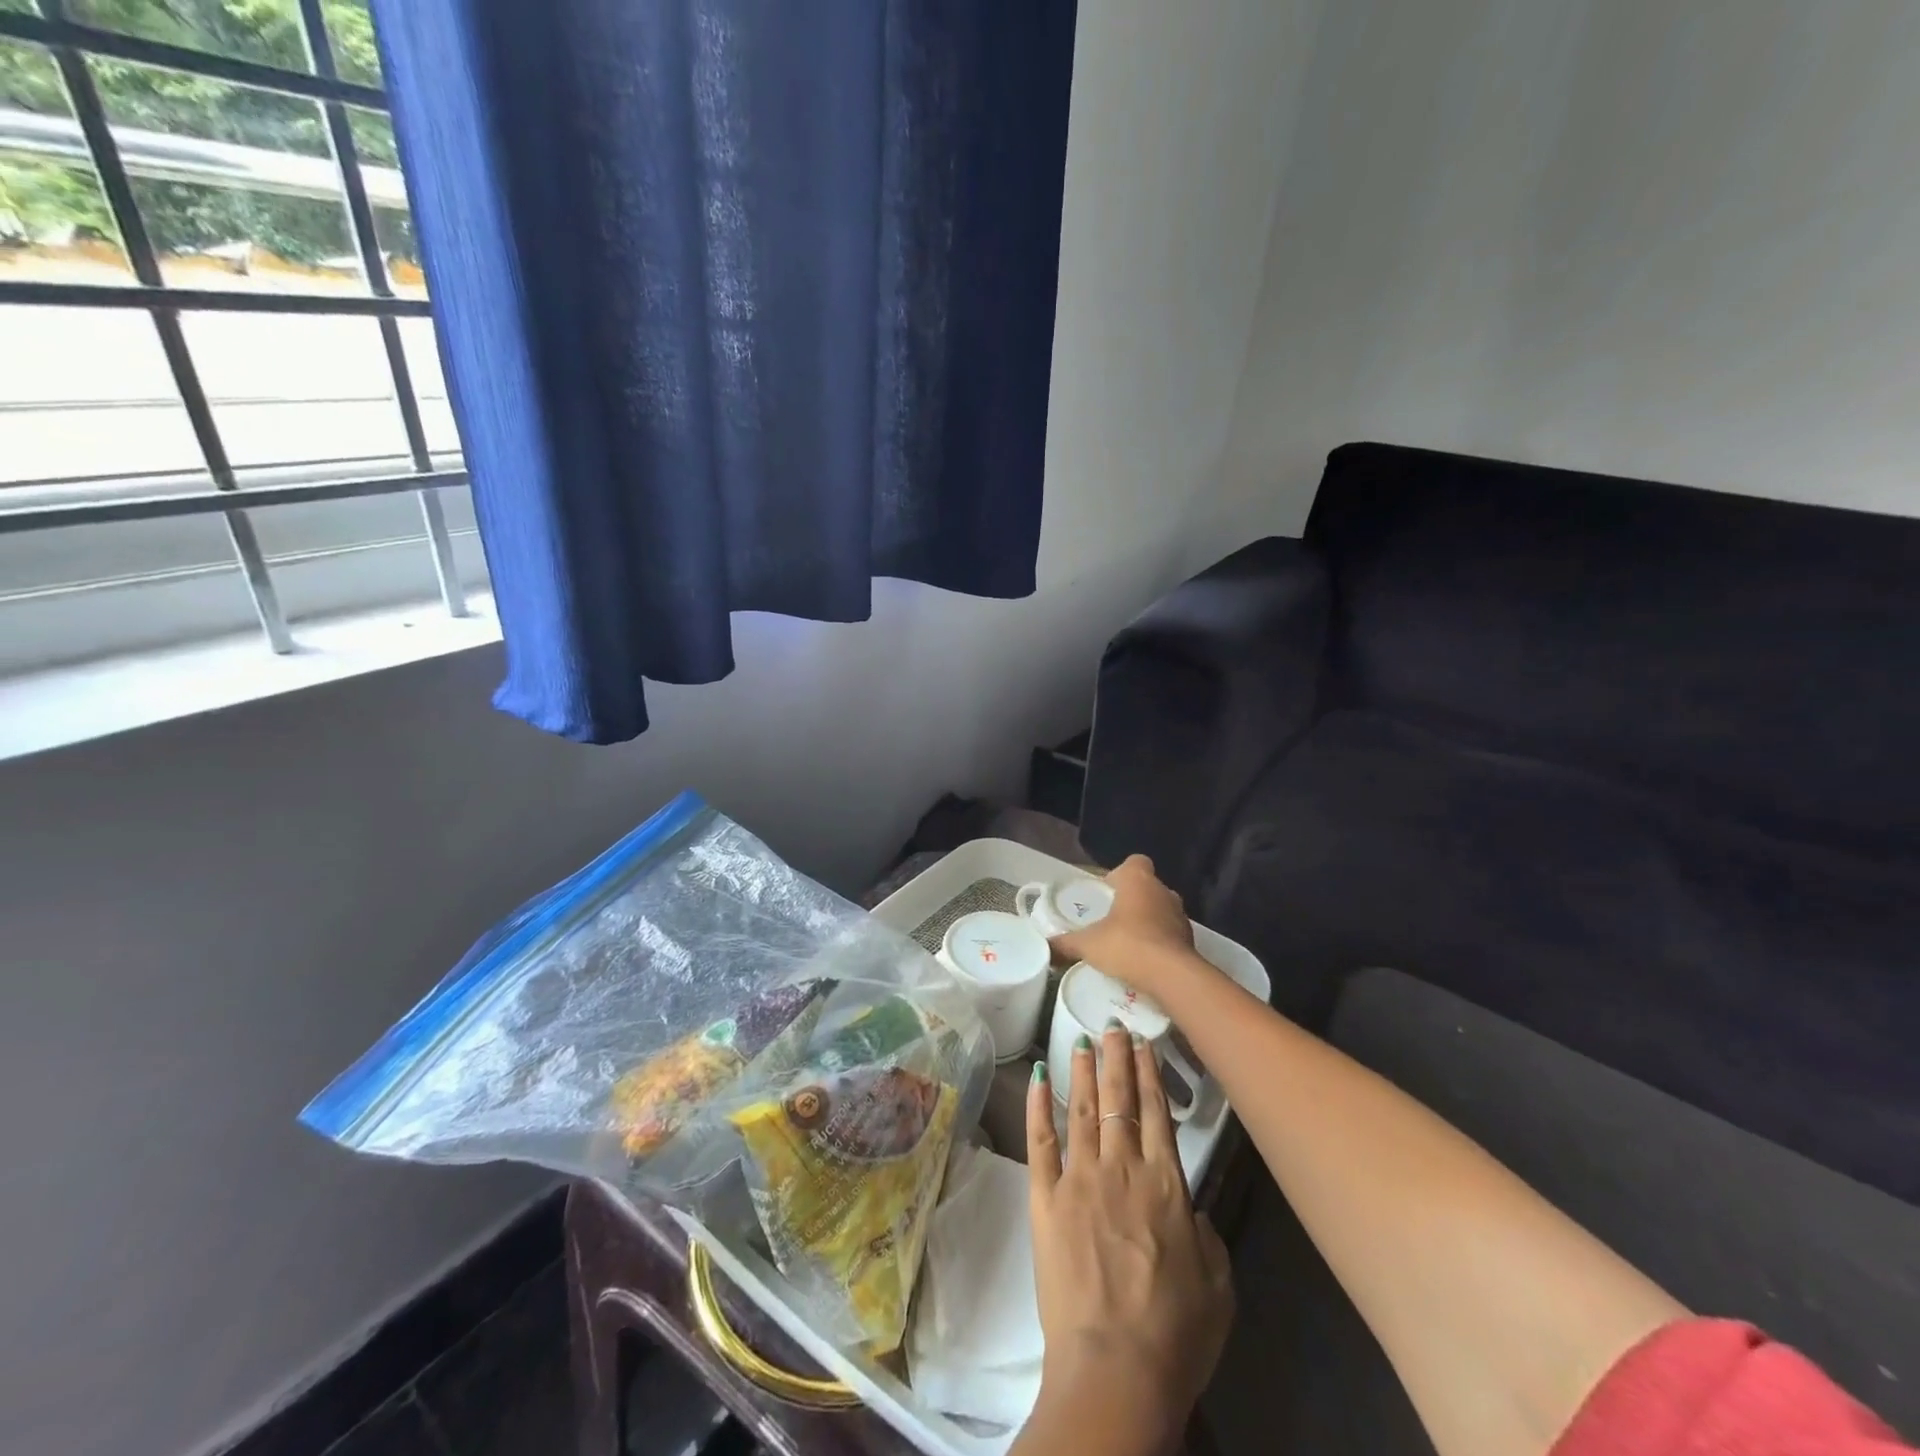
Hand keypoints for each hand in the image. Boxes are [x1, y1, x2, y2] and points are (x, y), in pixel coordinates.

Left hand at [1022, 1022, 1233, 1446]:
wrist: (1115, 1370)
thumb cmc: (1176, 1333)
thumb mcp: (1218, 1284)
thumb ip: (1204, 1232)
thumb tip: (1189, 1206)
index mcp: (1166, 1183)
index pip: (1157, 1112)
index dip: (1149, 1072)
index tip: (1142, 1040)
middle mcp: (1121, 1167)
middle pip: (1118, 1099)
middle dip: (1115, 1057)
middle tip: (1111, 1022)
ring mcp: (1079, 1178)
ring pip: (1080, 1109)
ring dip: (1080, 1070)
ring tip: (1080, 1038)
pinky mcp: (1045, 1198)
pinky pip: (1041, 1141)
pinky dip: (1038, 1106)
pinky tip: (1037, 1077)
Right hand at [1050, 854, 1201, 999]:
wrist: (1172, 977)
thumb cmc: (1127, 946)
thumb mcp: (1088, 944)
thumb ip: (1066, 943)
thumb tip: (1047, 946)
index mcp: (1138, 880)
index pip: (1134, 862)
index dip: (1120, 874)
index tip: (1107, 892)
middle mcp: (1163, 891)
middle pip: (1147, 887)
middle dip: (1131, 900)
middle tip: (1111, 919)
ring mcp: (1181, 915)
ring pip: (1161, 910)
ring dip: (1148, 921)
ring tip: (1127, 942)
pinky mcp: (1190, 940)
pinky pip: (1170, 934)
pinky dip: (1159, 942)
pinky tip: (1144, 960)